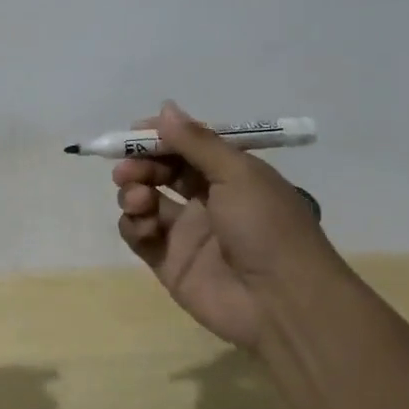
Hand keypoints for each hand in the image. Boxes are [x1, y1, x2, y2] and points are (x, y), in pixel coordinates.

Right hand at [114, 102, 342, 350]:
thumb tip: (165, 107)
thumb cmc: (266, 226)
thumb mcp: (238, 173)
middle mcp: (206, 200)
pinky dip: (133, 224)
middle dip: (140, 164)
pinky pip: (139, 235)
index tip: (134, 132)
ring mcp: (186, 232)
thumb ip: (197, 142)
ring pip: (145, 201)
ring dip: (133, 192)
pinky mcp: (169, 262)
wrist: (282, 301)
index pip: (187, 146)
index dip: (160, 137)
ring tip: (139, 198)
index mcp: (230, 175)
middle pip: (161, 171)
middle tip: (127, 169)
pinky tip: (142, 225)